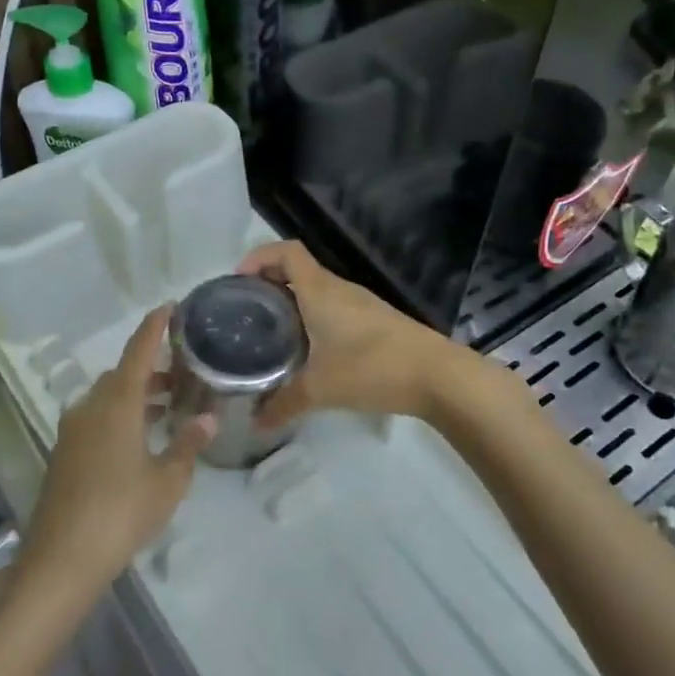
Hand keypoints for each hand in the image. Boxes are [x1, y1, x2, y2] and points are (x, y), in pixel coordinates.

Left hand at [20, 307, 213, 595]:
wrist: (60, 559)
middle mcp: (91, 407)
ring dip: (137, 394)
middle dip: (152, 368)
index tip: (170, 306)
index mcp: (117, 403)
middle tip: (183, 372)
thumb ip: (188, 444)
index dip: (155, 326)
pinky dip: (121, 414)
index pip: (138, 351)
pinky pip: (97, 417)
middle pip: (123, 374)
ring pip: (108, 397)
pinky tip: (141, 439)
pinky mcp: (65, 453)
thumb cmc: (121, 513)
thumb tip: (209, 417)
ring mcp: (73, 430)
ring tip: (170, 406)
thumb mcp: (167, 481)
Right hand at [237, 240, 472, 427]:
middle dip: (269, 283)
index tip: (237, 282)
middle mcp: (338, 288)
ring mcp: (360, 304)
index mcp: (319, 290)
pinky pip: (333, 308)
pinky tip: (307, 350)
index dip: (259, 257)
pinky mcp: (374, 321)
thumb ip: (283, 404)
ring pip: (316, 291)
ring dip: (292, 302)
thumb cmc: (372, 368)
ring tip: (270, 333)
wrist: (436, 375)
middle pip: (298, 270)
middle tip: (246, 313)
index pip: (286, 251)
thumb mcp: (320, 389)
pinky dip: (313, 318)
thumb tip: (254, 423)